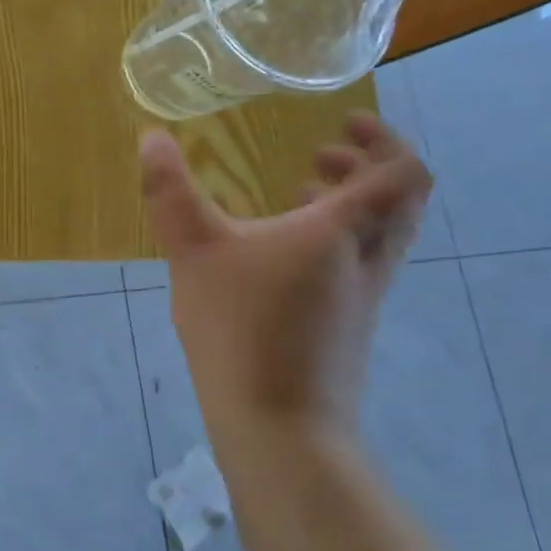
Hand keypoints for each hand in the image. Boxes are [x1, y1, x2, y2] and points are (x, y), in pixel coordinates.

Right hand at [139, 114, 431, 446]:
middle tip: (321, 152)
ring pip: (381, 234)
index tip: (343, 123)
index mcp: (342, 232)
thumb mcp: (193, 250)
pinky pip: (360, 261)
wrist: (281, 428)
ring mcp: (363, 296)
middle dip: (366, 167)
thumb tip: (151, 136)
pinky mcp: (348, 325)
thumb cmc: (242, 328)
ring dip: (352, 202)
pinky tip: (281, 250)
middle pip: (400, 202)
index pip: (400, 174)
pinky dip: (336, 237)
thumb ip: (170, 191)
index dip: (384, 140)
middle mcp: (367, 259)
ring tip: (300, 190)